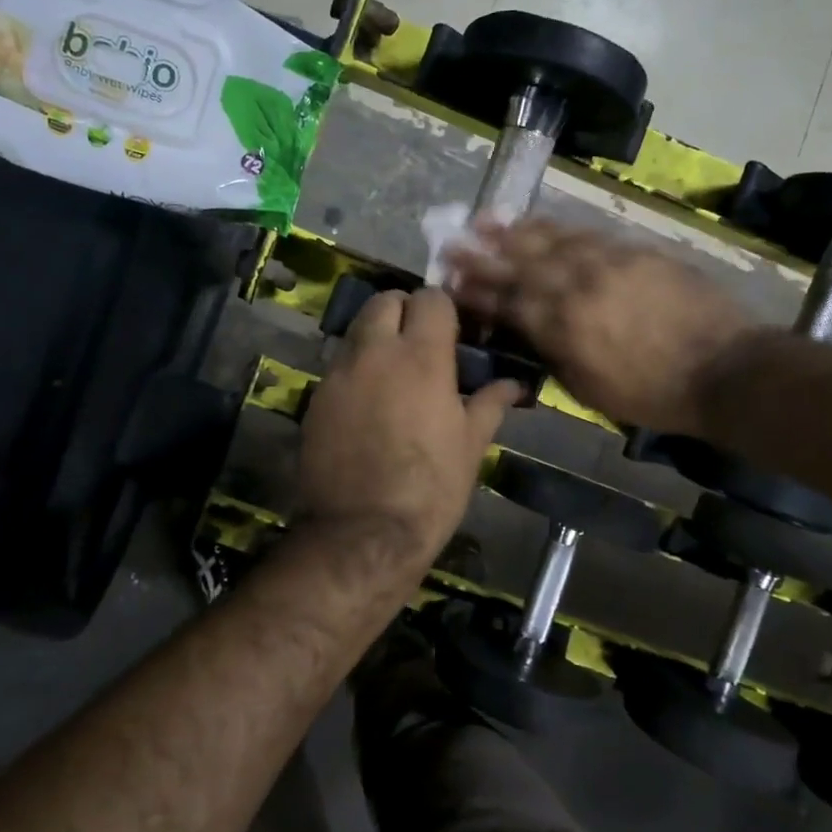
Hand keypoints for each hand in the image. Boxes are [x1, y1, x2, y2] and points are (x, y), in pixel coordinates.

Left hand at [296, 287, 518, 583]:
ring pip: (357, 330)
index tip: (453, 332)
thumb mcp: (470, 446)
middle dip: (404, 310)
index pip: (430, 298)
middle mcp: (375, 351)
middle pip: (384, 300)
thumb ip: (491, 403)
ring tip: (394, 372)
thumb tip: (515, 384)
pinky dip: (356, 369)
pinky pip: (339, 365)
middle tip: (420, 343)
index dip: (443, 309)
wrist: (363, 533)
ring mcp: (339, 373)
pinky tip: (369, 403)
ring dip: (376, 337)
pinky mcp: (315, 397)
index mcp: (422, 356)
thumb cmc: (431, 489)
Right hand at [445, 219, 757, 431]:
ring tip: (485, 220)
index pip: (508, 301)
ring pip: (550, 240)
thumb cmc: (653, 394)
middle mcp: (577, 286)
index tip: (449, 280)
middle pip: (520, 264)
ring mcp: (607, 262)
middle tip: (452, 241)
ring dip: (514, 231)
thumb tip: (530, 332)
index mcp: (562, 327)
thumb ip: (554, 355)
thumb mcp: (589, 390)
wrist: (724, 368)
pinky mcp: (635, 251)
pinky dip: (557, 227)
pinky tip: (540, 223)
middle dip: (482, 253)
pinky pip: (586, 233)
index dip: (476, 290)